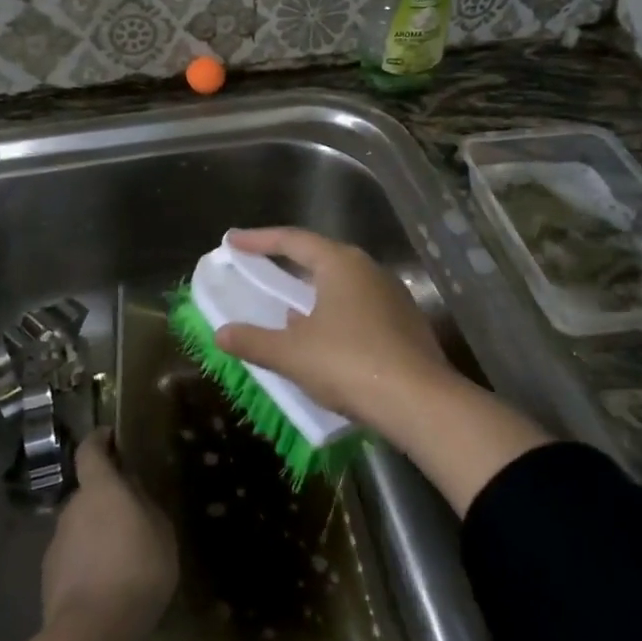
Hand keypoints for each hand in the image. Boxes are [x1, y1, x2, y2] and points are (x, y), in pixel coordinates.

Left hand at [41, 428, 176, 640]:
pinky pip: (73, 558)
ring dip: (97, 534)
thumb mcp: (161, 531)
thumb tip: (132, 491)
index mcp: (100, 489)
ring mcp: (56, 544)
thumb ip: (145, 505)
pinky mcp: (49, 577)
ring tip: (122, 557)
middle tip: (132, 515)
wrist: (92, 632)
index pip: (90, 451)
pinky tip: (106, 585)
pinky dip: (88, 562)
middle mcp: (72, 508)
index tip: (110, 436)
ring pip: (80, 528)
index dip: (99, 440)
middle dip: (106, 499)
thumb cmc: (137, 570)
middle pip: (88, 493)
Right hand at [213, 227, 456, 436]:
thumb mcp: (292, 354)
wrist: (419, 401)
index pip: (293, 240)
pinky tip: (324, 337)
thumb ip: (253, 341)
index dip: (259, 240)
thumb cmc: (349, 363)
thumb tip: (221, 334)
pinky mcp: (405, 323)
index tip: (232, 240)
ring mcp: (392, 295)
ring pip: (343, 284)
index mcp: (341, 264)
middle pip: (321, 257)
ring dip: (313, 292)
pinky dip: (334, 313)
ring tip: (288, 306)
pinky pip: (360, 307)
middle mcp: (369, 270)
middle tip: (261, 266)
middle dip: (289, 262)